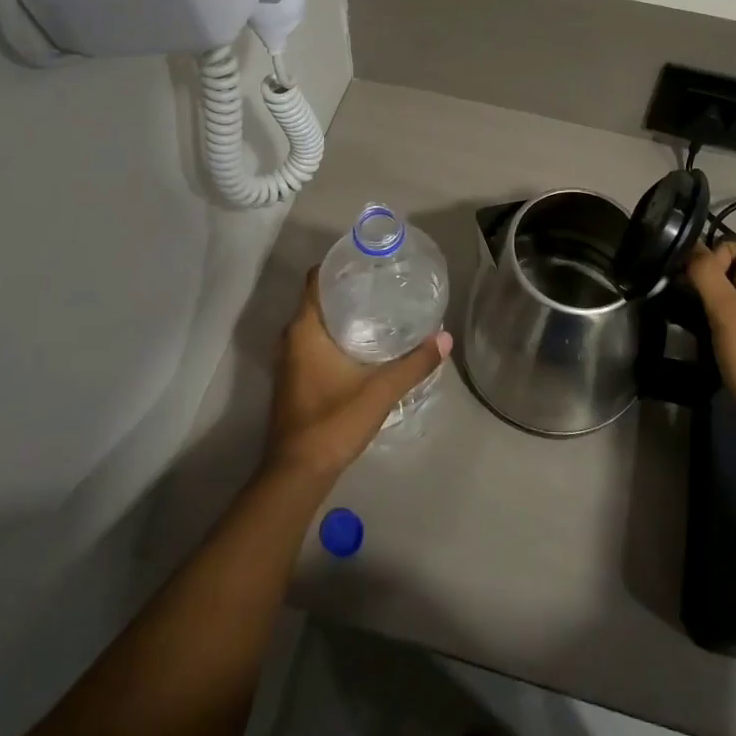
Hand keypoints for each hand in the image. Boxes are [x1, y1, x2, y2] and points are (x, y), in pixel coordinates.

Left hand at [263, 269, 450, 481]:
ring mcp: (290, 360)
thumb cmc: (333, 422)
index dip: (338, 264)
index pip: (315, 279)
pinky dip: (335, 335)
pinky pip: (314, 342)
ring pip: (316, 322)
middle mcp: (291, 338)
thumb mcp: (380, 391)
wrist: (297, 474)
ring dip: (342, 313)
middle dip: (347, 288)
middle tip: (383, 283)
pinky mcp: (294, 379)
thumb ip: (414, 364)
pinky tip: (363, 343)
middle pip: (318, 298)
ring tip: (379, 307)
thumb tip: (445, 338)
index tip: (368, 261)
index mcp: (304, 329)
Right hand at [686, 239, 735, 461]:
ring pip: (731, 297)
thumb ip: (707, 275)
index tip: (698, 272)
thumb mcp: (726, 310)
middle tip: (682, 292)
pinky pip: (732, 323)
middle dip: (707, 275)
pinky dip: (714, 324)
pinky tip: (699, 337)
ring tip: (684, 313)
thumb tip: (690, 246)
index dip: (719, 250)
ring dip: (707, 300)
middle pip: (735, 270)